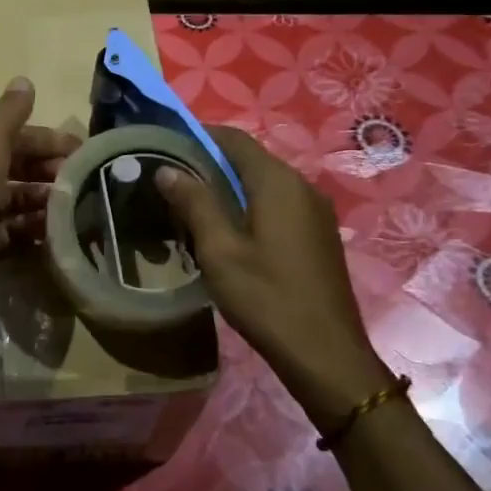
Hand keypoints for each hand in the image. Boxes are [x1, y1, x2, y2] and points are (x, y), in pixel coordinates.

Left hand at [0, 77, 79, 327]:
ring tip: (78, 205)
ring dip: (46, 199)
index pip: (12, 134)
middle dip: (49, 169)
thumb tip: (24, 81)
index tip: (84, 149)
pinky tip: (61, 230)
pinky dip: (36, 229)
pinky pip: (15, 232)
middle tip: (84, 180)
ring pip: (17, 199)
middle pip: (16, 165)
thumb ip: (9, 112)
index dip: (47, 138)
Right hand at [155, 126, 391, 425]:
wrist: (326, 355)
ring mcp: (315, 211)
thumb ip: (194, 203)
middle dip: (209, 162)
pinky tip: (226, 231)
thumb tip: (167, 169)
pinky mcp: (318, 235)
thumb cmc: (266, 298)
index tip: (165, 144)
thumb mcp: (219, 251)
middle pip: (250, 159)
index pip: (234, 139)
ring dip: (228, 187)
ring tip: (190, 206)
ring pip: (263, 183)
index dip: (198, 135)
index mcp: (278, 182)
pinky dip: (248, 205)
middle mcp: (301, 186)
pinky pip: (277, 204)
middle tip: (170, 180)